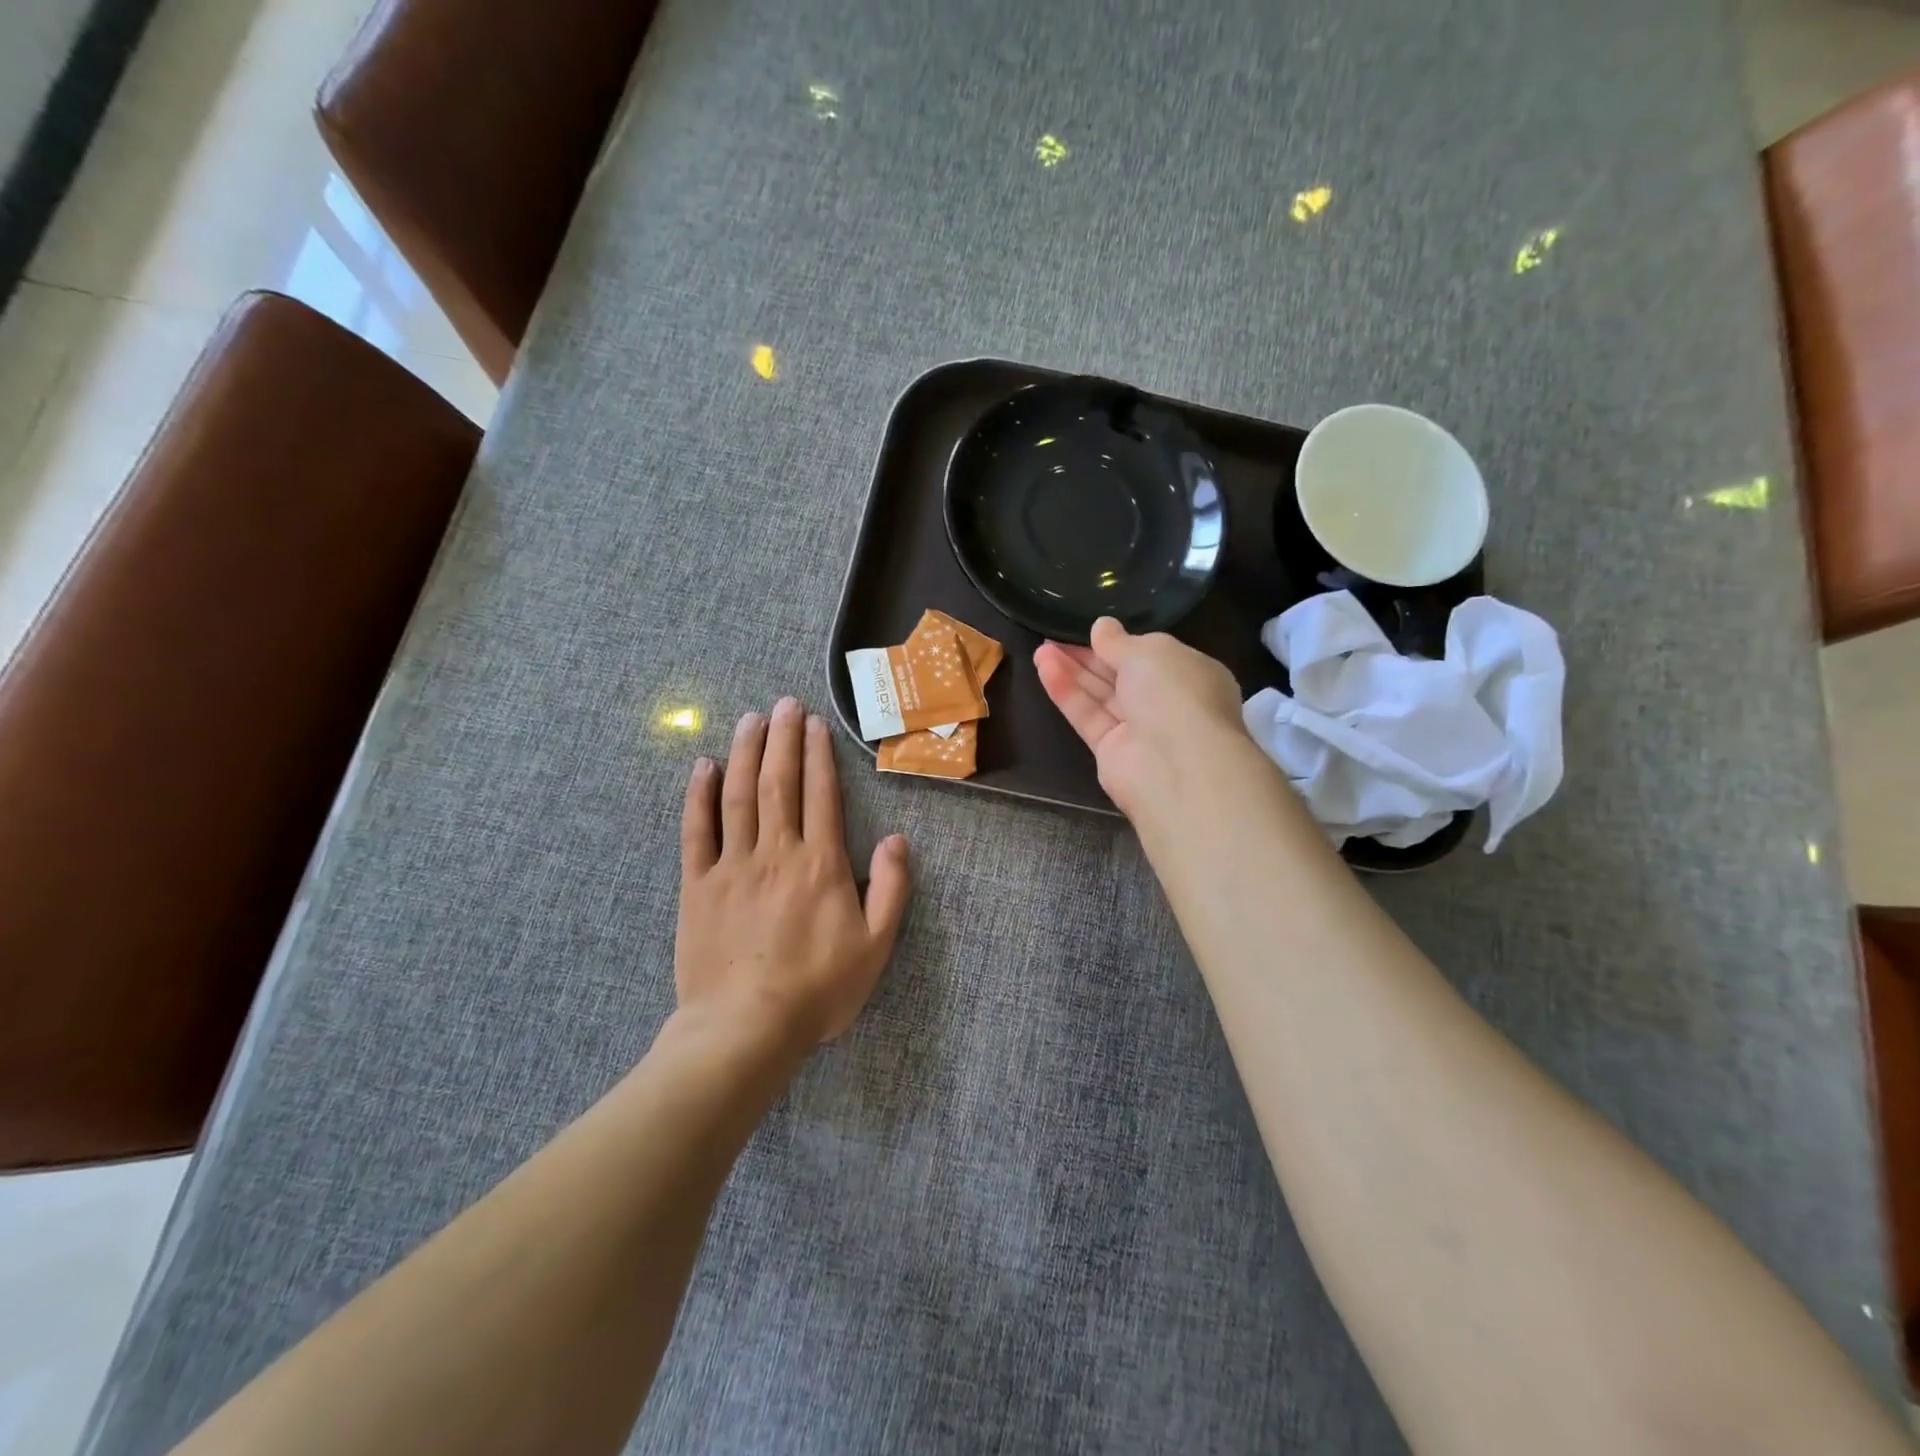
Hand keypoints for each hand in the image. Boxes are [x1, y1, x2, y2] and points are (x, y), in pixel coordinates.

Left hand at [676, 698, 911, 1045]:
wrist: (745, 1029)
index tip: (815, 722)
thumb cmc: (818, 990)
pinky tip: (703, 767)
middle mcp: (776, 852)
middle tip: (783, 703)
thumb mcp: (876, 945)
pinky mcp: (697, 885)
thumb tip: (898, 838)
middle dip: (783, 739)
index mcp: (821, 864)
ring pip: (738, 796)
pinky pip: (696, 831)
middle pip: (779, 783)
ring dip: (745, 753)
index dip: (819, 754)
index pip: (821, 794)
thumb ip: (892, 888)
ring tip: (750, 719)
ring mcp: (732, 866)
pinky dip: (699, 796)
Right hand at [1034, 618, 1248, 820]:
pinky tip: (1044, 668)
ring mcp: (1140, 730)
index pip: (1153, 655)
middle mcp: (1167, 702)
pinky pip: (1088, 716)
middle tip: (1054, 636)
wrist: (1176, 764)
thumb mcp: (1148, 652)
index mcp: (1191, 675)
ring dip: (1072, 671)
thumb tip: (1102, 626)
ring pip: (1101, 695)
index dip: (1122, 642)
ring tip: (1041, 649)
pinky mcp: (1112, 752)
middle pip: (1122, 675)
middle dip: (1089, 655)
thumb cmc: (1175, 693)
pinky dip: (1067, 693)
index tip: (1093, 630)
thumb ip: (1118, 641)